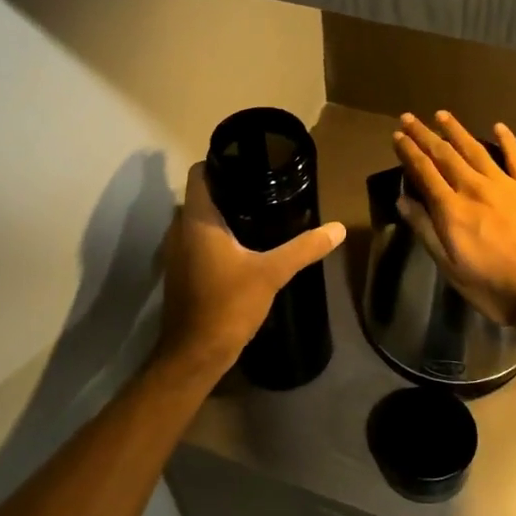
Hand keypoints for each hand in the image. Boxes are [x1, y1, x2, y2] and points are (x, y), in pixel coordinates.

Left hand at [155, 161, 346, 374]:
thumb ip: (304, 248)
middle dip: (230, 188)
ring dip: (224, 214)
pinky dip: (218, 236)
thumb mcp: (272, 273)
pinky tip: (246, 245)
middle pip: (203, 195)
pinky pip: (199, 240)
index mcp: (197, 220)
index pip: (200, 173)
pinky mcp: (182, 271)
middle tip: (266, 186)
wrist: (195, 354)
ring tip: (261, 211)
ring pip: (200, 219)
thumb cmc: (227, 304)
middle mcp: (181, 229)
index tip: (251, 161)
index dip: (221, 161)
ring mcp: (178, 252)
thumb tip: (337, 229)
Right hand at [393, 113, 515, 328]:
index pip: (424, 172)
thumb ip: (426, 231)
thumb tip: (403, 201)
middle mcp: (475, 188)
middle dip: (425, 135)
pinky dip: (506, 140)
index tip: (397, 135)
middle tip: (409, 117)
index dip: (409, 152)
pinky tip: (498, 127)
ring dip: (456, 131)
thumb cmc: (495, 287)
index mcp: (452, 209)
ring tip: (442, 115)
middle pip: (445, 155)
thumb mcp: (451, 267)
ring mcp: (505, 184)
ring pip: (475, 149)